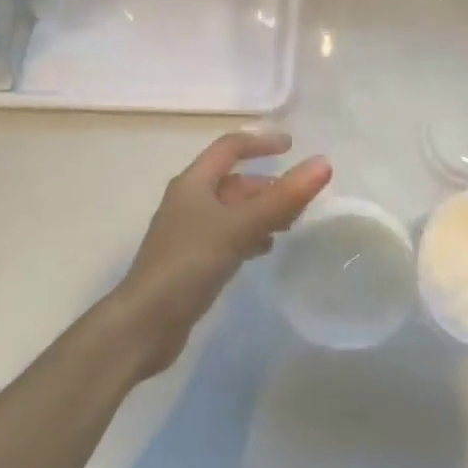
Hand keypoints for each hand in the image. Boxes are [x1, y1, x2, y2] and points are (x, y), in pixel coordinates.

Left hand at [111, 132, 330, 378]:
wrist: (143, 325)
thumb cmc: (189, 264)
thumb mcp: (239, 226)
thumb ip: (282, 197)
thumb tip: (323, 163)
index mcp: (193, 183)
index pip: (230, 148)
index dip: (260, 143)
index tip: (291, 146)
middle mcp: (188, 201)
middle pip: (233, 181)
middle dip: (266, 185)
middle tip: (298, 197)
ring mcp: (188, 232)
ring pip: (231, 210)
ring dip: (260, 211)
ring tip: (289, 225)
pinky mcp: (190, 261)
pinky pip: (227, 236)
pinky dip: (248, 235)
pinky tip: (264, 250)